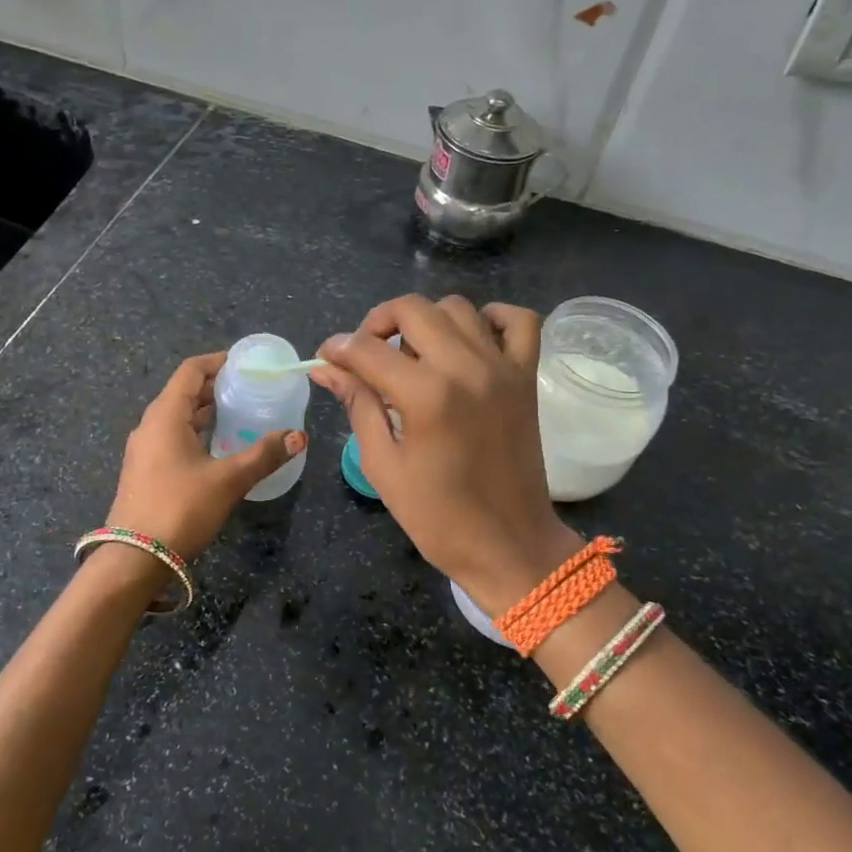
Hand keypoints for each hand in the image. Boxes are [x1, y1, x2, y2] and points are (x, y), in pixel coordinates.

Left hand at [105, 352, 307, 562]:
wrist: (134, 559)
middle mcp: (150, 425)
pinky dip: (195, 432)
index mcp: (165, 415)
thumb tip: (299, 436)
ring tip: (239, 415)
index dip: (217, 362)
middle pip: (183, 392)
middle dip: (215, 387)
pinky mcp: (144, 471)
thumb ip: (264, 455)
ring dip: (205, 412)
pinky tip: (218, 448)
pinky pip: (172, 437)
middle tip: (249, 389)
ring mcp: (144, 449)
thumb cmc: (181, 509)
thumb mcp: (229, 480)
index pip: (190, 371)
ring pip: (177, 417)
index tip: (244, 364)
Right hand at [311, 295, 581, 615]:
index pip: (367, 348)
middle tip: (366, 354)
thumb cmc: (438, 517)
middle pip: (412, 309)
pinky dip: (492, 318)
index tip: (327, 359)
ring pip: (457, 307)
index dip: (338, 349)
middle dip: (377, 323)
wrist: (508, 545)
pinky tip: (469, 340)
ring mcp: (502, 367)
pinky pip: (519, 320)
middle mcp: (466, 367)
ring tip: (413, 355)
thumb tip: (325, 368)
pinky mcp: (526, 377)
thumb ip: (358, 405)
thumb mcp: (383, 465)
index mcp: (426, 395)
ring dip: (426, 320)